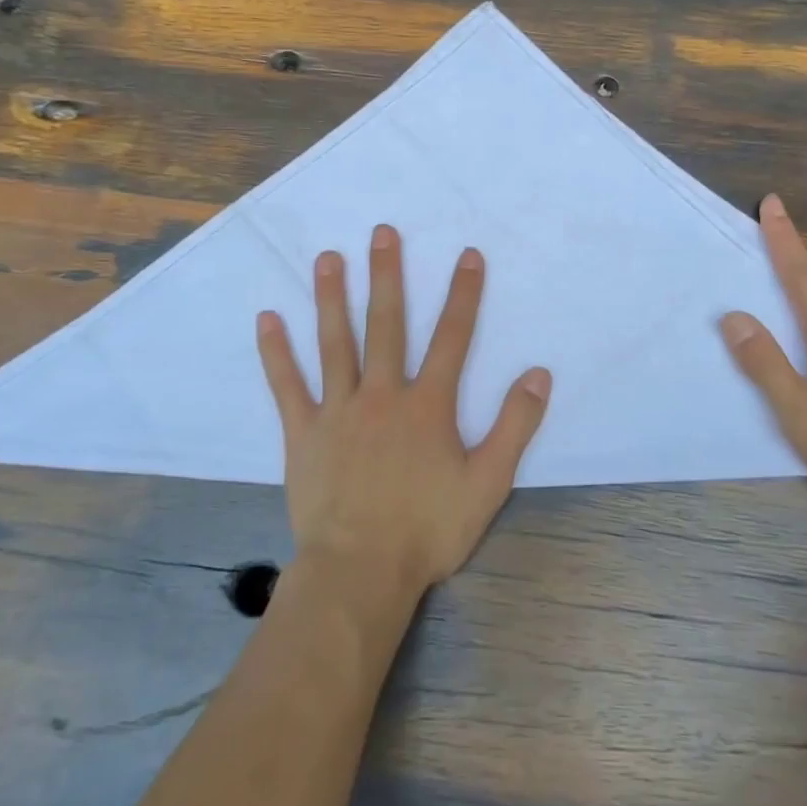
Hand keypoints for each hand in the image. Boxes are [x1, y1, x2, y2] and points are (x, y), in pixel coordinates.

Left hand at [256, 225, 551, 601]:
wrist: (360, 572)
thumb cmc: (428, 530)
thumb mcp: (488, 483)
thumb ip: (514, 426)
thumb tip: (539, 374)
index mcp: (427, 405)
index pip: (452, 338)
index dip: (464, 295)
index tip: (468, 255)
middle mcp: (382, 394)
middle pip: (386, 325)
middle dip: (388, 276)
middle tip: (381, 233)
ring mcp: (338, 410)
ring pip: (335, 343)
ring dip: (332, 298)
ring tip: (328, 258)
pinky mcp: (302, 432)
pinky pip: (287, 385)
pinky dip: (276, 352)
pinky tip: (267, 319)